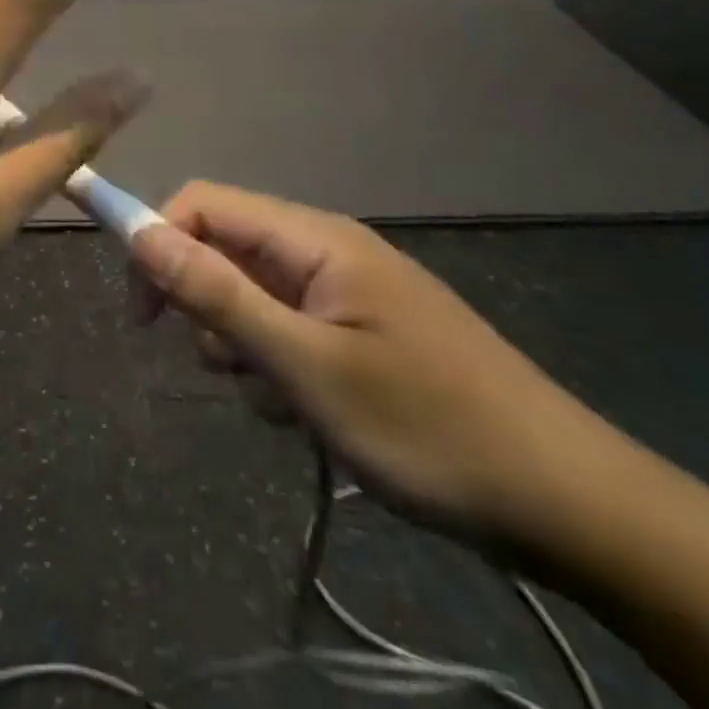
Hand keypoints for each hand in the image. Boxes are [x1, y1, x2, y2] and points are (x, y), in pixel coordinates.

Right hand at [128, 184, 623, 550]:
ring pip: (252, 295)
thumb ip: (218, 295)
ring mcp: (347, 290)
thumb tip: (138, 233)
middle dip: (206, 305)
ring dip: (243, 345)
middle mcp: (326, 249)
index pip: (204, 204)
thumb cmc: (428, 427)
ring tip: (283, 401)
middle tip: (228, 367)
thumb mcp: (306, 366)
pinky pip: (289, 328)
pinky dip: (279, 366)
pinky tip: (310, 412)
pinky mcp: (362, 329)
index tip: (142, 314)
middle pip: (226, 248)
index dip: (157, 242)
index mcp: (314, 238)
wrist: (570, 504)